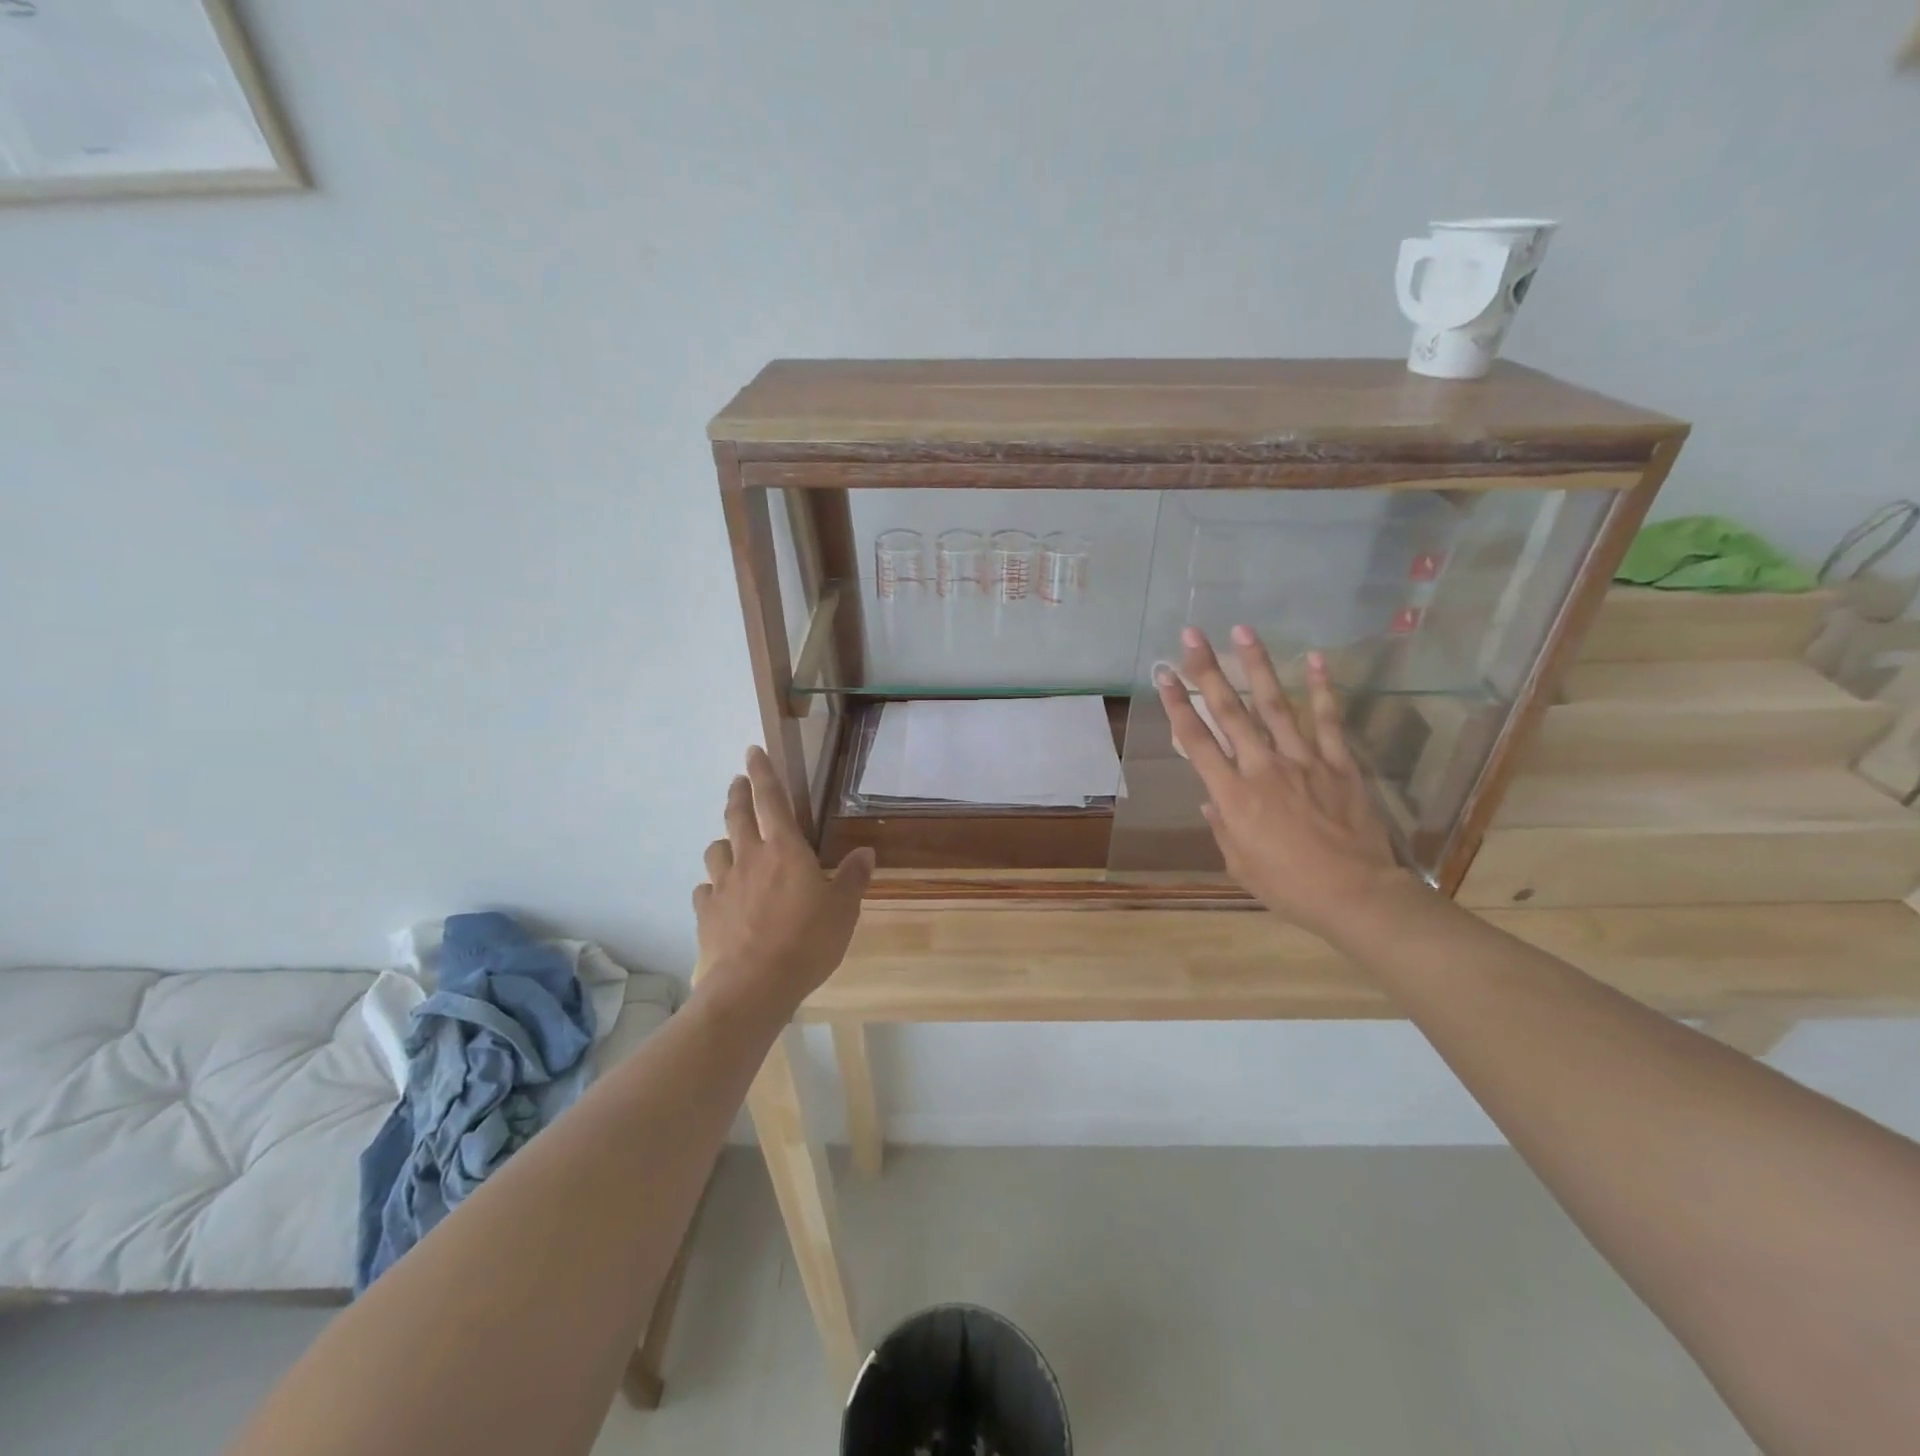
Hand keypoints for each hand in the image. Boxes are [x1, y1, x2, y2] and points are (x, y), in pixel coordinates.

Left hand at [692, 746, 874, 1021]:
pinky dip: (712, 886)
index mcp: (785, 849)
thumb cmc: (807, 941)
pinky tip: (718, 895)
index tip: (752, 751)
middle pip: (736, 816)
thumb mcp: (843, 910)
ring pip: (716, 850)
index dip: (763, 772)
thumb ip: (852, 878)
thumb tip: (866, 852)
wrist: (753, 986)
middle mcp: (749, 858)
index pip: (771, 799)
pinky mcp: (706, 913)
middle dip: (738, 794)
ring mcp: (723, 885)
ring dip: (723, 841)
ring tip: (730, 843)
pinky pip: (705, 890)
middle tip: (738, 782)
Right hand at [1158, 626, 1409, 941]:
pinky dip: (1322, 689)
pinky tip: (1315, 658)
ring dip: (1257, 665)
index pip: (1197, 741)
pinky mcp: (1339, 764)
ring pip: (1275, 705)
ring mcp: (1304, 761)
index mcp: (1233, 795)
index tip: (1164, 674)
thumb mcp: (1240, 864)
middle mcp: (1263, 768)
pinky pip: (1328, 721)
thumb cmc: (1289, 887)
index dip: (1178, 705)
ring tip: (1243, 630)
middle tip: (1192, 635)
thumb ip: (1223, 826)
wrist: (1356, 895)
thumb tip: (1209, 799)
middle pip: (1229, 711)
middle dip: (1208, 670)